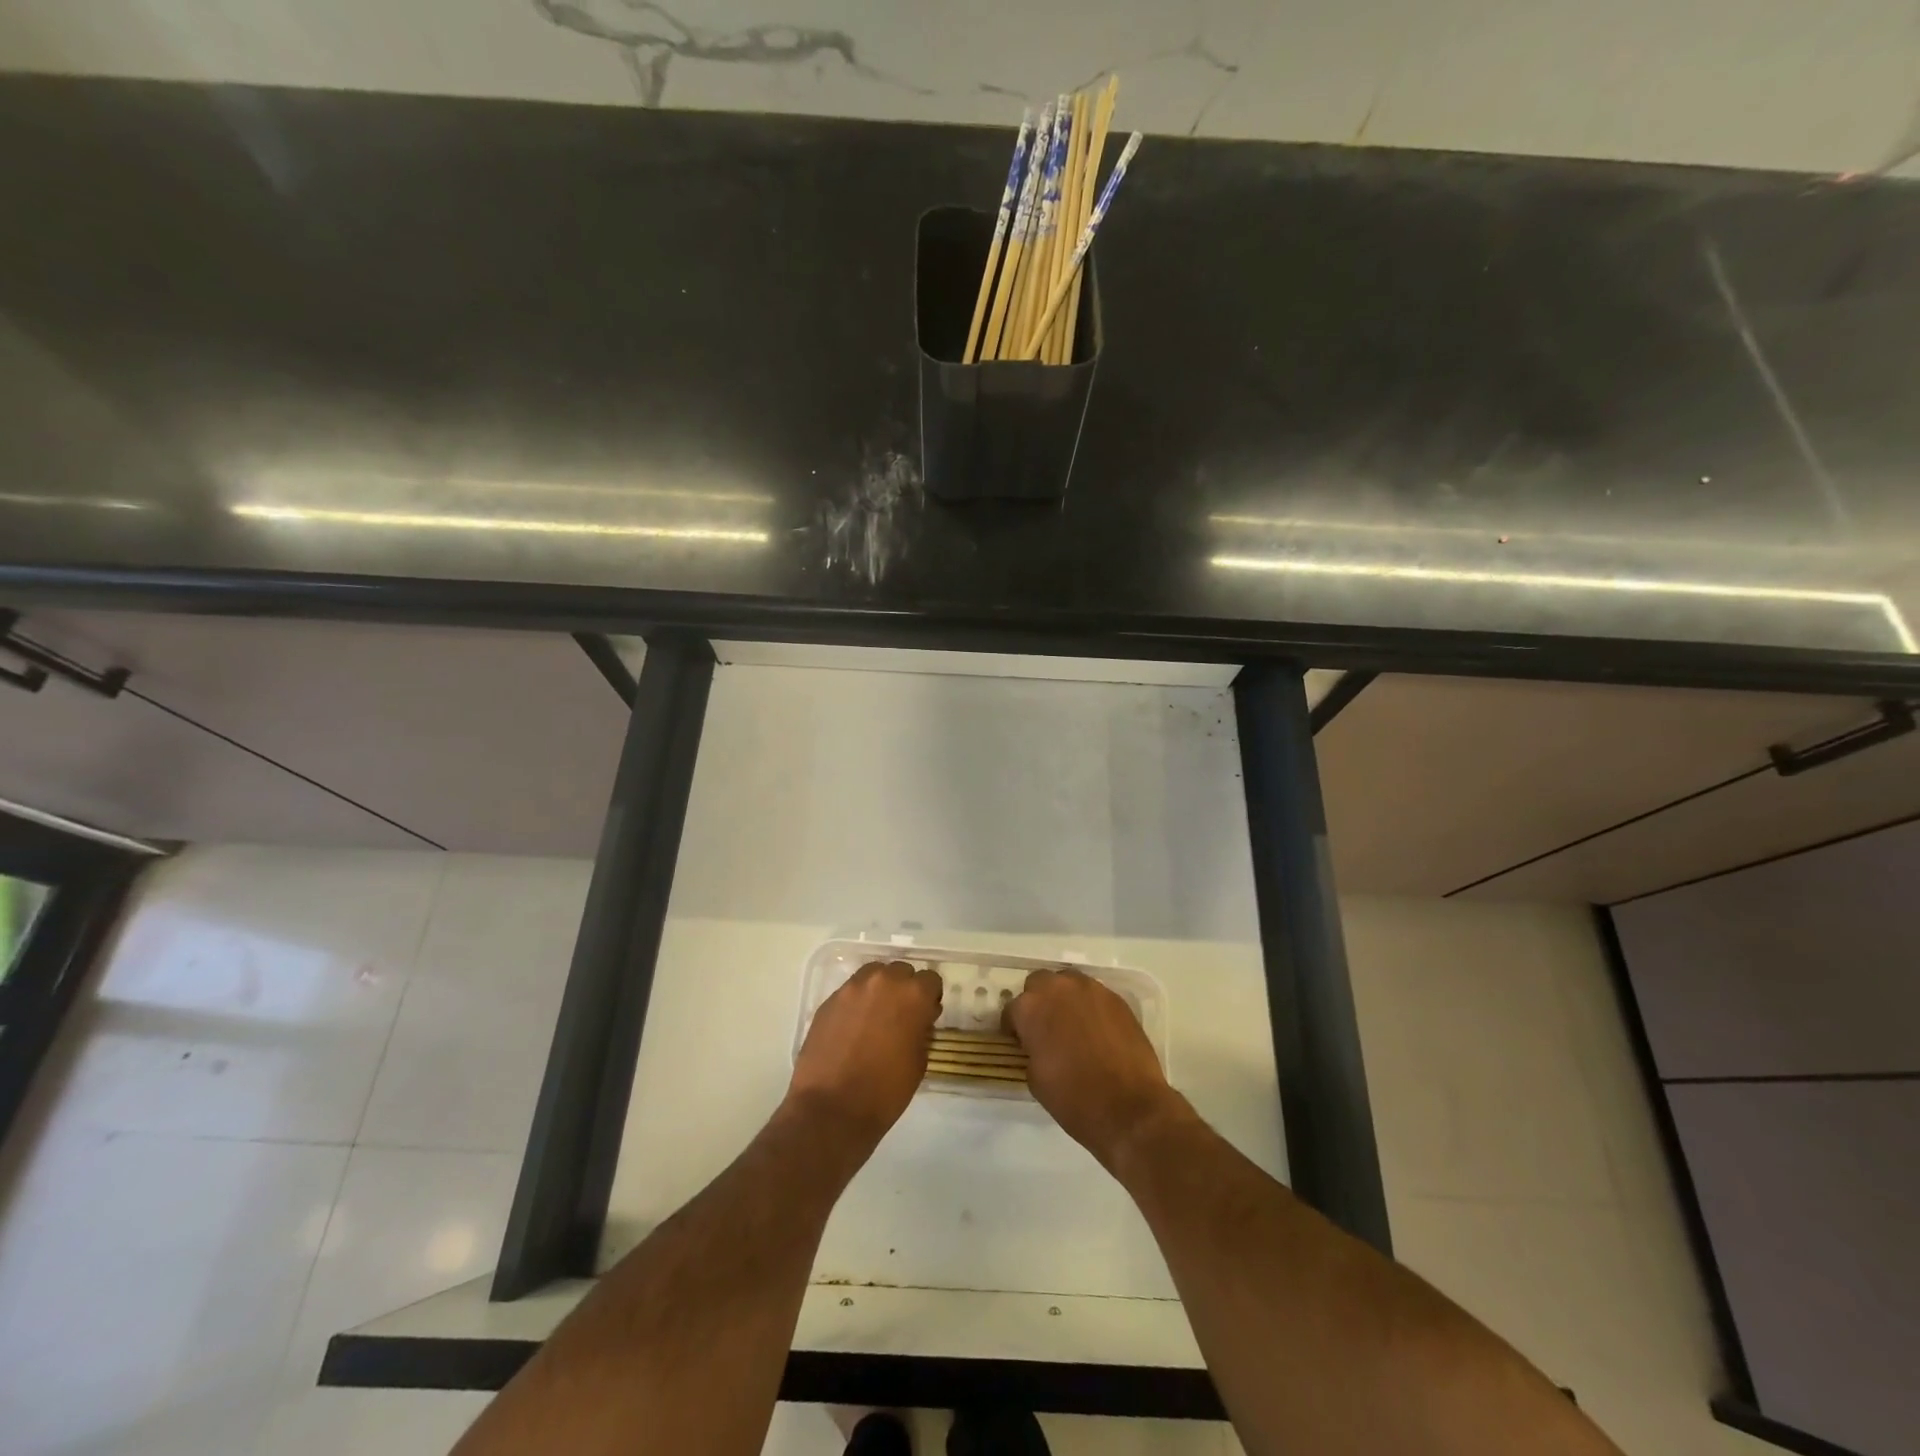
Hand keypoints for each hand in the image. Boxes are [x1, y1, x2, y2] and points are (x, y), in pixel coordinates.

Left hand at [787, 960, 941, 1148]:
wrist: (832, 1108)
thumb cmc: (885, 1091)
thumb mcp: (919, 1061)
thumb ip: (922, 1029)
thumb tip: (919, 1019)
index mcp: (913, 995)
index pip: (931, 980)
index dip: (930, 997)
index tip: (926, 1015)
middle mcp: (884, 981)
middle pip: (901, 972)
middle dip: (904, 989)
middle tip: (900, 1016)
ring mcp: (853, 988)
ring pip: (874, 975)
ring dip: (879, 990)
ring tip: (875, 1017)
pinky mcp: (829, 1000)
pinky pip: (851, 991)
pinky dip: (856, 1002)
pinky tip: (853, 1027)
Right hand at [1005, 968, 1187, 1171]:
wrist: (1130, 1108)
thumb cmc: (1074, 1098)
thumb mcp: (1035, 1079)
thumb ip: (1031, 1050)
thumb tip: (1037, 1044)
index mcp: (1031, 1008)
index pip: (1012, 1009)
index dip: (1014, 1027)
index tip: (1020, 1042)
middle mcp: (1059, 988)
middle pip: (1039, 983)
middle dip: (1039, 1002)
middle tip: (1045, 1028)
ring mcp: (1091, 990)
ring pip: (1069, 982)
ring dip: (1065, 998)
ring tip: (1072, 1025)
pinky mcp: (1117, 999)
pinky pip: (1094, 995)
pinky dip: (1089, 1007)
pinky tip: (1096, 1031)